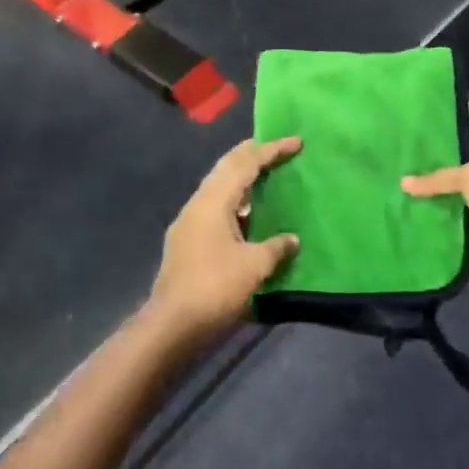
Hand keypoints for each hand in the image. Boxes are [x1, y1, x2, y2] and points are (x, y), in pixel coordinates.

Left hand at [146, 137, 302, 348]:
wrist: (172, 326)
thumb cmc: (215, 288)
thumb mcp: (254, 266)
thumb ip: (276, 247)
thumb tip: (291, 239)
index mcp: (212, 202)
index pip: (244, 163)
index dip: (270, 150)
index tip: (296, 142)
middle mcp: (197, 205)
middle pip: (226, 169)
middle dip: (252, 156)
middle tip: (278, 150)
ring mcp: (188, 225)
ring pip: (219, 190)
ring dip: (242, 181)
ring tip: (267, 179)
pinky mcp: (187, 244)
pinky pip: (216, 210)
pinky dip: (236, 205)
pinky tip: (249, 217)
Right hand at [402, 144, 468, 298]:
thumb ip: (437, 179)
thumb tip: (403, 182)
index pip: (464, 152)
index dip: (439, 151)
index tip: (407, 151)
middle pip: (453, 183)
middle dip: (427, 183)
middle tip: (390, 177)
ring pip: (448, 210)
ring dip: (427, 210)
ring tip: (391, 203)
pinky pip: (450, 236)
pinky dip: (433, 235)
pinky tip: (405, 229)